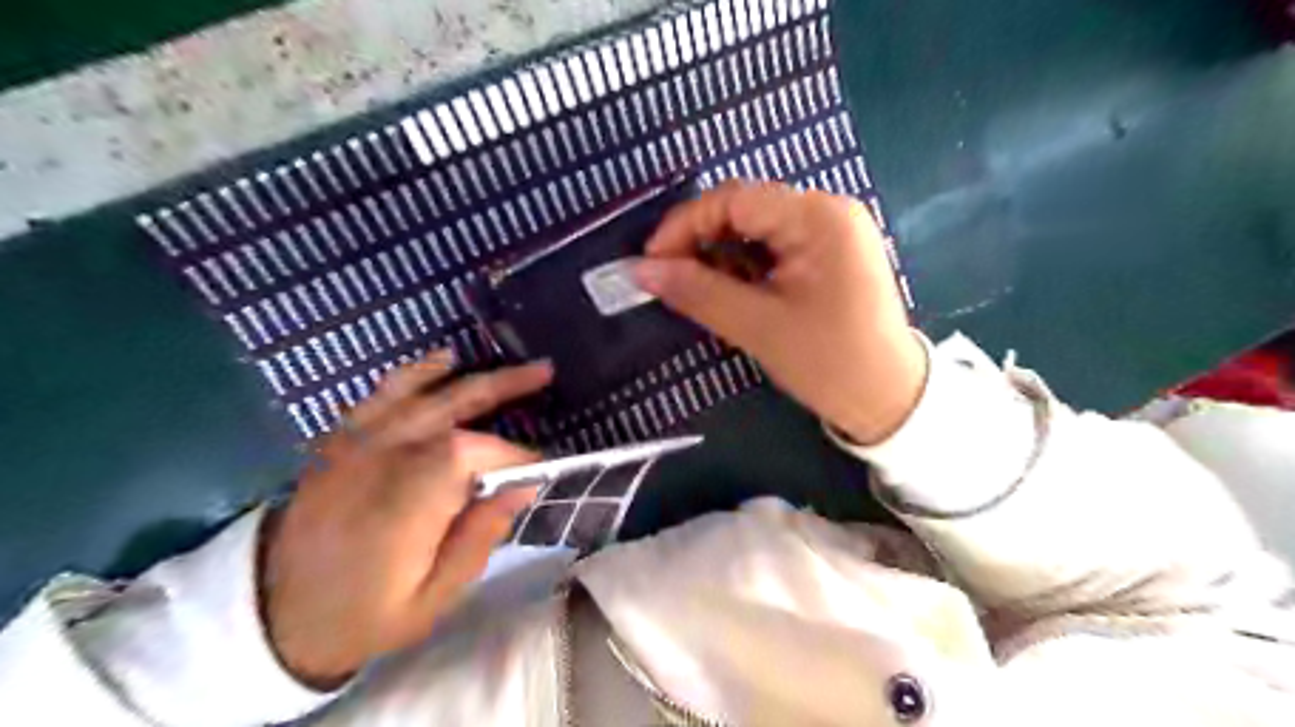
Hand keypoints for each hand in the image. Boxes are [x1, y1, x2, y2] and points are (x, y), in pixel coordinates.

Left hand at [259, 354, 549, 689]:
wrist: (274, 612)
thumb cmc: (364, 612)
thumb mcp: (432, 599)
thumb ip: (479, 538)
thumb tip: (523, 487)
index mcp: (402, 507)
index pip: (467, 454)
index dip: (509, 453)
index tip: (537, 469)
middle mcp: (379, 462)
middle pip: (449, 408)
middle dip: (504, 387)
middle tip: (545, 374)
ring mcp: (355, 445)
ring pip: (422, 393)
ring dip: (474, 376)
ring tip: (514, 365)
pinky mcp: (342, 440)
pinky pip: (382, 394)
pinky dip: (418, 373)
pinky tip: (446, 359)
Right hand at [635, 182, 919, 441]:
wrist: (890, 398)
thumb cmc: (829, 362)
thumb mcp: (757, 327)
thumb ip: (697, 292)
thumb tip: (640, 270)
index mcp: (818, 218)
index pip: (734, 199)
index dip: (685, 225)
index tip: (653, 261)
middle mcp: (829, 210)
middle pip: (746, 209)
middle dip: (702, 241)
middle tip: (672, 279)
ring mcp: (834, 231)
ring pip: (759, 229)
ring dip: (723, 256)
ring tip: (703, 292)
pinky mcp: (832, 253)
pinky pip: (777, 246)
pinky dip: (747, 266)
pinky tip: (735, 293)